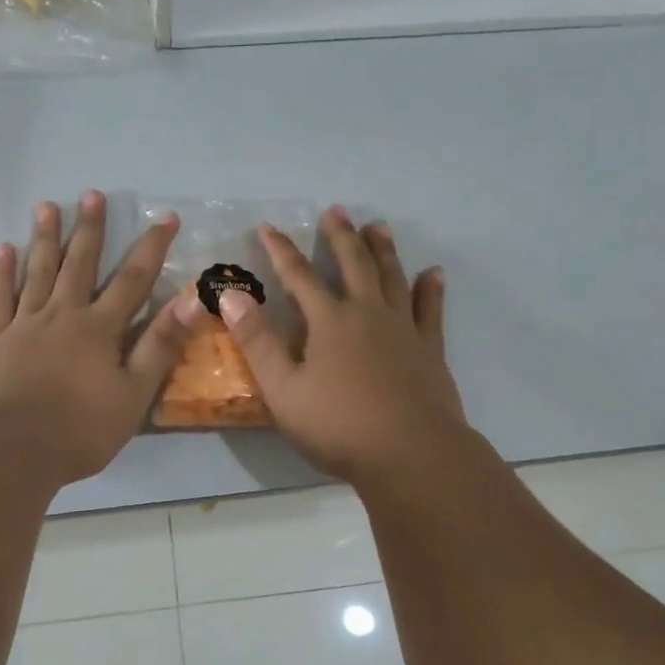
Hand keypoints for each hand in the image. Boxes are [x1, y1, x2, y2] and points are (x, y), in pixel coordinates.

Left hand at [0, 191, 203, 485]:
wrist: (13, 448)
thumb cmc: (81, 428)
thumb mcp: (135, 392)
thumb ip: (161, 344)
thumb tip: (191, 300)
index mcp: (100, 328)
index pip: (133, 280)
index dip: (151, 248)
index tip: (165, 218)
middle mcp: (63, 315)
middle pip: (79, 265)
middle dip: (89, 230)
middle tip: (92, 195)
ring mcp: (25, 325)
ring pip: (37, 272)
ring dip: (44, 238)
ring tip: (47, 207)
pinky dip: (1, 273)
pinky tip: (3, 250)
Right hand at [219, 206, 465, 482]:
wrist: (411, 453)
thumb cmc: (338, 425)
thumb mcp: (283, 388)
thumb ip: (258, 341)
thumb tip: (231, 295)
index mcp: (329, 321)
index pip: (298, 276)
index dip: (281, 250)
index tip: (269, 227)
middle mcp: (368, 313)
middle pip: (353, 264)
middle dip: (341, 236)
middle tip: (336, 211)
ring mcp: (403, 329)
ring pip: (392, 277)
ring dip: (383, 250)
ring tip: (378, 227)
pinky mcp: (429, 349)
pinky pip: (430, 309)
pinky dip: (430, 289)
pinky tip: (433, 273)